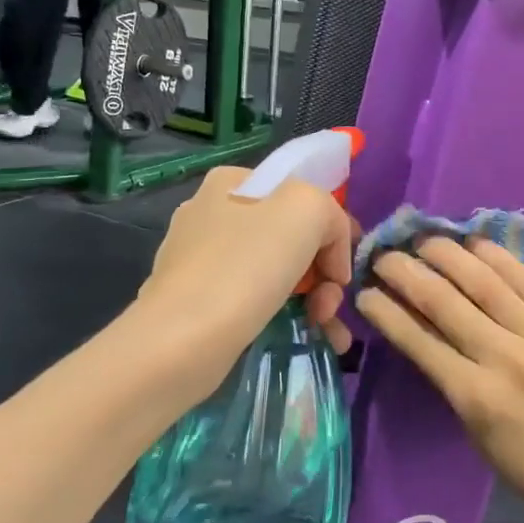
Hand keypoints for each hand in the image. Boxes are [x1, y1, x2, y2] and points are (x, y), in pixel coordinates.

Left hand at [131, 166, 356, 402]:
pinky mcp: (197, 301)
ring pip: (278, 272)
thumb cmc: (246, 265)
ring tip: (328, 332)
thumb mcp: (307, 208)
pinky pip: (256, 301)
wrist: (181, 340)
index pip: (302, 198)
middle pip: (292, 237)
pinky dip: (286, 317)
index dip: (333, 233)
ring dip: (314, 299)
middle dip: (323, 273)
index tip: (342, 273)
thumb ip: (331, 214)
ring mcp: (201, 259)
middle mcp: (212, 213)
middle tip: (331, 305)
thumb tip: (328, 254)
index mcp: (233, 182)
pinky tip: (310, 338)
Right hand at [355, 237, 523, 522]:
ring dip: (449, 256)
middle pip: (445, 303)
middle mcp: (504, 359)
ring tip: (425, 239)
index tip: (365, 292)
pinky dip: (502, 260)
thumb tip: (434, 344)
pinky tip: (478, 244)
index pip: (419, 342)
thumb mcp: (482, 440)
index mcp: (476, 398)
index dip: (387, 313)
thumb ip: (457, 390)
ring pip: (486, 284)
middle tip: (385, 255)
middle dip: (407, 274)